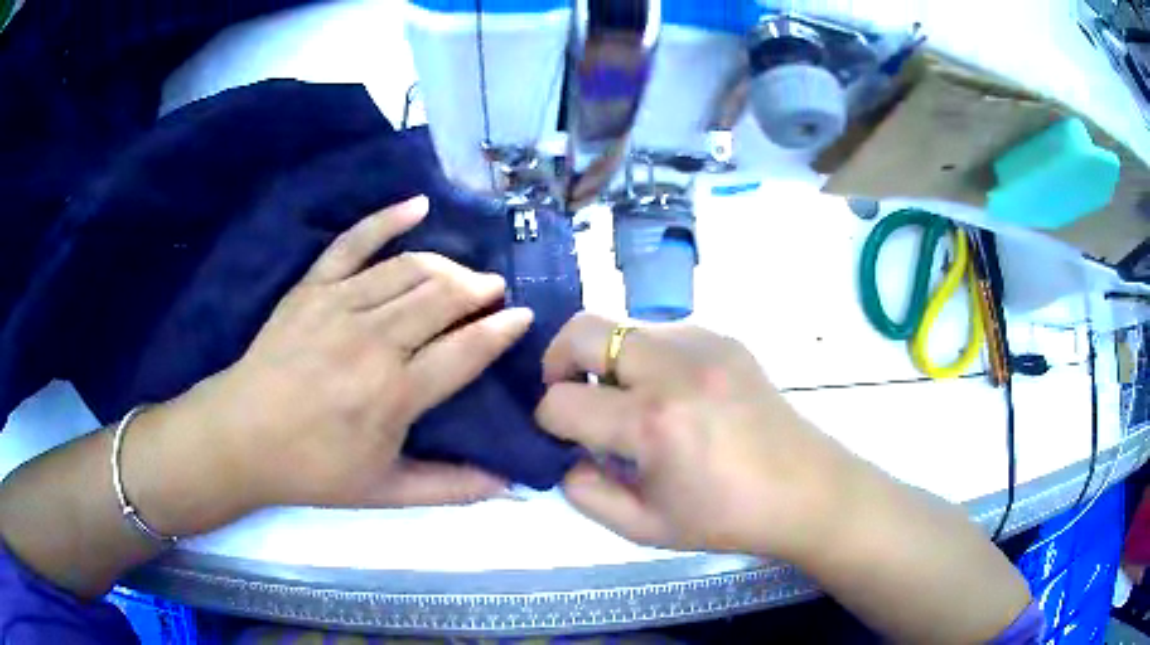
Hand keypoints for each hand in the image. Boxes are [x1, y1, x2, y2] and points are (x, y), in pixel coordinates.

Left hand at [168, 196, 530, 515]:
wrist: (241, 437)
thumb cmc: (313, 469)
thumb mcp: (385, 492)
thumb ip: (451, 488)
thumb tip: (510, 485)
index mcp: (395, 394)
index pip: (466, 350)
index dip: (501, 330)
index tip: (523, 316)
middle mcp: (374, 341)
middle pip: (443, 298)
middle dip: (479, 289)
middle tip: (494, 292)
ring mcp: (340, 306)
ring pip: (410, 269)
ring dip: (447, 266)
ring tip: (464, 274)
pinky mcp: (312, 287)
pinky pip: (354, 242)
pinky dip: (387, 218)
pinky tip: (417, 205)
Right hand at [535, 313, 855, 560]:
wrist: (804, 488)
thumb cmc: (724, 516)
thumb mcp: (644, 527)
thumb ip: (585, 492)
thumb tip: (565, 454)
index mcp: (653, 423)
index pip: (563, 402)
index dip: (549, 421)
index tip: (562, 436)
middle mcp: (674, 368)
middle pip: (582, 330)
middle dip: (558, 361)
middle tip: (569, 393)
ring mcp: (703, 342)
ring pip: (620, 323)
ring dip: (605, 358)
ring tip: (625, 397)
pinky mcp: (723, 336)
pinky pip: (660, 331)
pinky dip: (644, 356)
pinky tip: (668, 391)